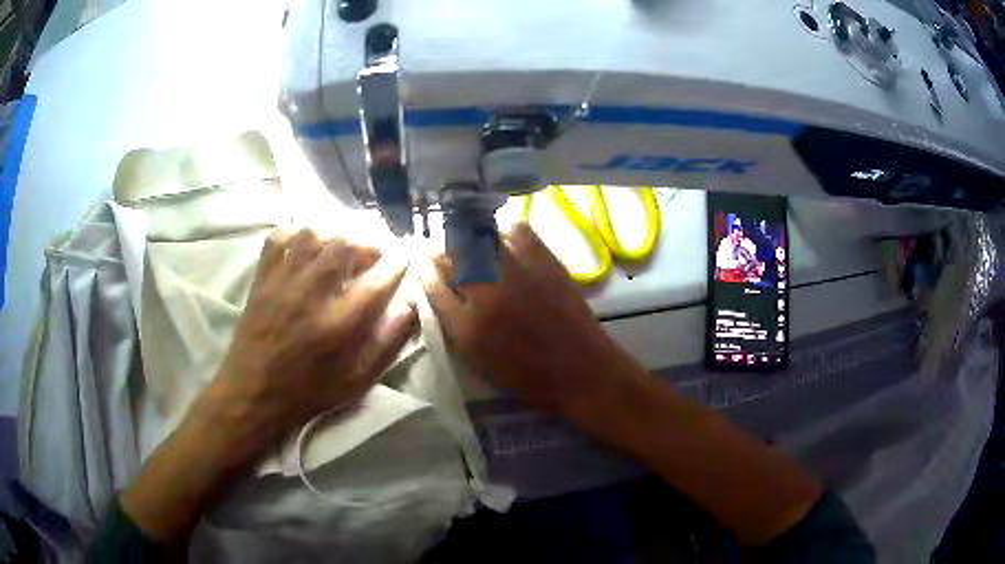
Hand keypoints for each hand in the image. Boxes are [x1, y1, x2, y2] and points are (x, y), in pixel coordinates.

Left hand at [198, 227, 417, 464]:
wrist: (254, 392)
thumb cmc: (309, 391)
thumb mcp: (358, 380)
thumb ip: (388, 342)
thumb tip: (411, 305)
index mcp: (340, 324)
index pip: (378, 278)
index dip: (399, 260)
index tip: (407, 255)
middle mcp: (312, 293)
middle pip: (346, 243)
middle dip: (369, 240)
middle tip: (375, 251)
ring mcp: (283, 281)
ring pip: (313, 233)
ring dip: (335, 233)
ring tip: (342, 245)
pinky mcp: (262, 277)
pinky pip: (279, 237)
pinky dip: (297, 232)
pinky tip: (307, 243)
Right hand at [419, 223, 645, 418]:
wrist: (582, 370)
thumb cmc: (528, 375)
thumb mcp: (479, 360)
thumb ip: (453, 324)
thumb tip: (436, 289)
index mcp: (467, 326)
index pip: (432, 283)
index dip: (422, 265)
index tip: (418, 254)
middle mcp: (487, 292)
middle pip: (453, 253)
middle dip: (443, 248)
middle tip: (444, 250)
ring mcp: (517, 273)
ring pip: (482, 237)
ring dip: (471, 237)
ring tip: (473, 244)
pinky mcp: (546, 262)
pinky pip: (519, 230)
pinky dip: (508, 231)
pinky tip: (506, 241)